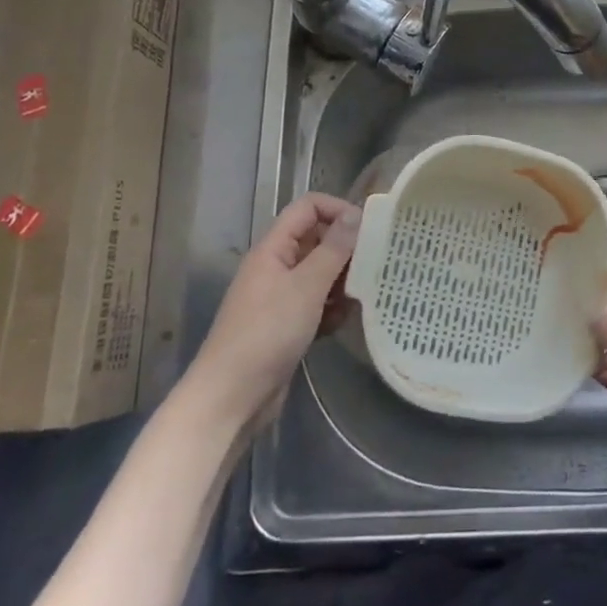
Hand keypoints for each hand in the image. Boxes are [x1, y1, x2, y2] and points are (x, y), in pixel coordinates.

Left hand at [190, 192, 360, 427]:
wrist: (231, 397)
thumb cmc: (267, 333)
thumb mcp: (306, 286)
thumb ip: (334, 249)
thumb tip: (356, 214)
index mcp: (274, 248)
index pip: (308, 208)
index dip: (338, 210)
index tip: (368, 229)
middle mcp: (276, 266)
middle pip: (317, 240)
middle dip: (346, 250)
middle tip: (375, 263)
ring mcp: (280, 297)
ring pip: (320, 274)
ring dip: (342, 282)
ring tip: (363, 295)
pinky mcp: (287, 324)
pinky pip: (317, 303)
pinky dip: (332, 309)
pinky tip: (343, 322)